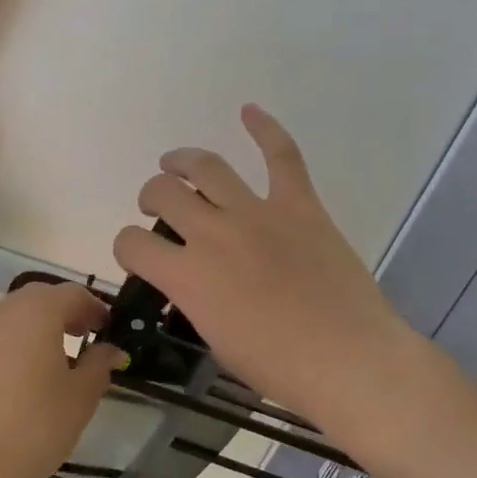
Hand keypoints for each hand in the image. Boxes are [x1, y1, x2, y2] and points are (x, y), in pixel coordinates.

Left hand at [0, 282, 121, 477]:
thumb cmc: (34, 428)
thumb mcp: (81, 398)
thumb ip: (99, 365)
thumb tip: (110, 349)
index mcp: (36, 311)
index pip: (72, 293)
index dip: (93, 308)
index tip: (105, 329)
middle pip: (36, 300)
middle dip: (60, 315)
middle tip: (78, 340)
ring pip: (5, 319)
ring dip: (27, 331)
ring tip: (41, 364)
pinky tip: (4, 380)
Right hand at [114, 104, 415, 424]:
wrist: (349, 360)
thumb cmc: (278, 366)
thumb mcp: (215, 340)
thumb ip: (193, 299)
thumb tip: (190, 282)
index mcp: (187, 276)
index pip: (132, 243)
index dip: (128, 247)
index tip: (139, 255)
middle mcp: (212, 233)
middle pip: (163, 193)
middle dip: (151, 197)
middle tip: (158, 207)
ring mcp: (257, 213)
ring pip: (206, 167)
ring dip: (182, 161)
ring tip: (175, 163)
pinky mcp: (299, 205)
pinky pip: (281, 156)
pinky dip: (265, 129)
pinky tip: (248, 110)